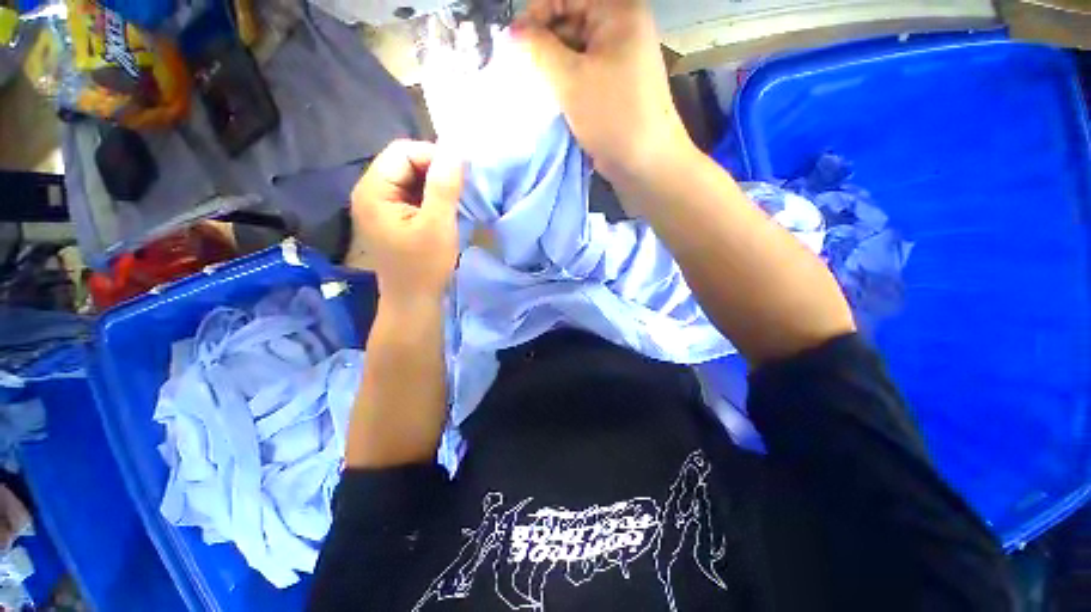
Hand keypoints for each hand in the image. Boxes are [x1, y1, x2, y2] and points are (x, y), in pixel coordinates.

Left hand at [349, 140, 463, 302]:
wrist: (413, 301)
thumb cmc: (425, 267)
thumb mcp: (438, 226)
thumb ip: (444, 187)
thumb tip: (455, 151)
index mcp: (374, 191)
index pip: (403, 152)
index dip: (434, 157)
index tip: (461, 176)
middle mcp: (370, 191)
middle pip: (404, 162)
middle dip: (435, 170)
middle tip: (461, 188)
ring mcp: (380, 204)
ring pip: (410, 177)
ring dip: (435, 183)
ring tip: (456, 199)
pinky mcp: (392, 216)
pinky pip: (412, 193)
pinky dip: (431, 196)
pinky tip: (445, 208)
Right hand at [513, 0, 692, 184]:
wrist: (645, 163)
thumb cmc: (612, 116)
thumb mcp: (571, 80)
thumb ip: (539, 50)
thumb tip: (514, 33)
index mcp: (618, 12)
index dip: (537, 14)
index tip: (515, 43)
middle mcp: (622, 28)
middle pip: (572, 21)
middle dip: (545, 43)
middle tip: (525, 69)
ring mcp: (620, 58)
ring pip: (576, 50)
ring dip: (554, 66)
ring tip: (537, 87)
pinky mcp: (615, 85)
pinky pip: (585, 72)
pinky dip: (567, 82)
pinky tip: (554, 97)